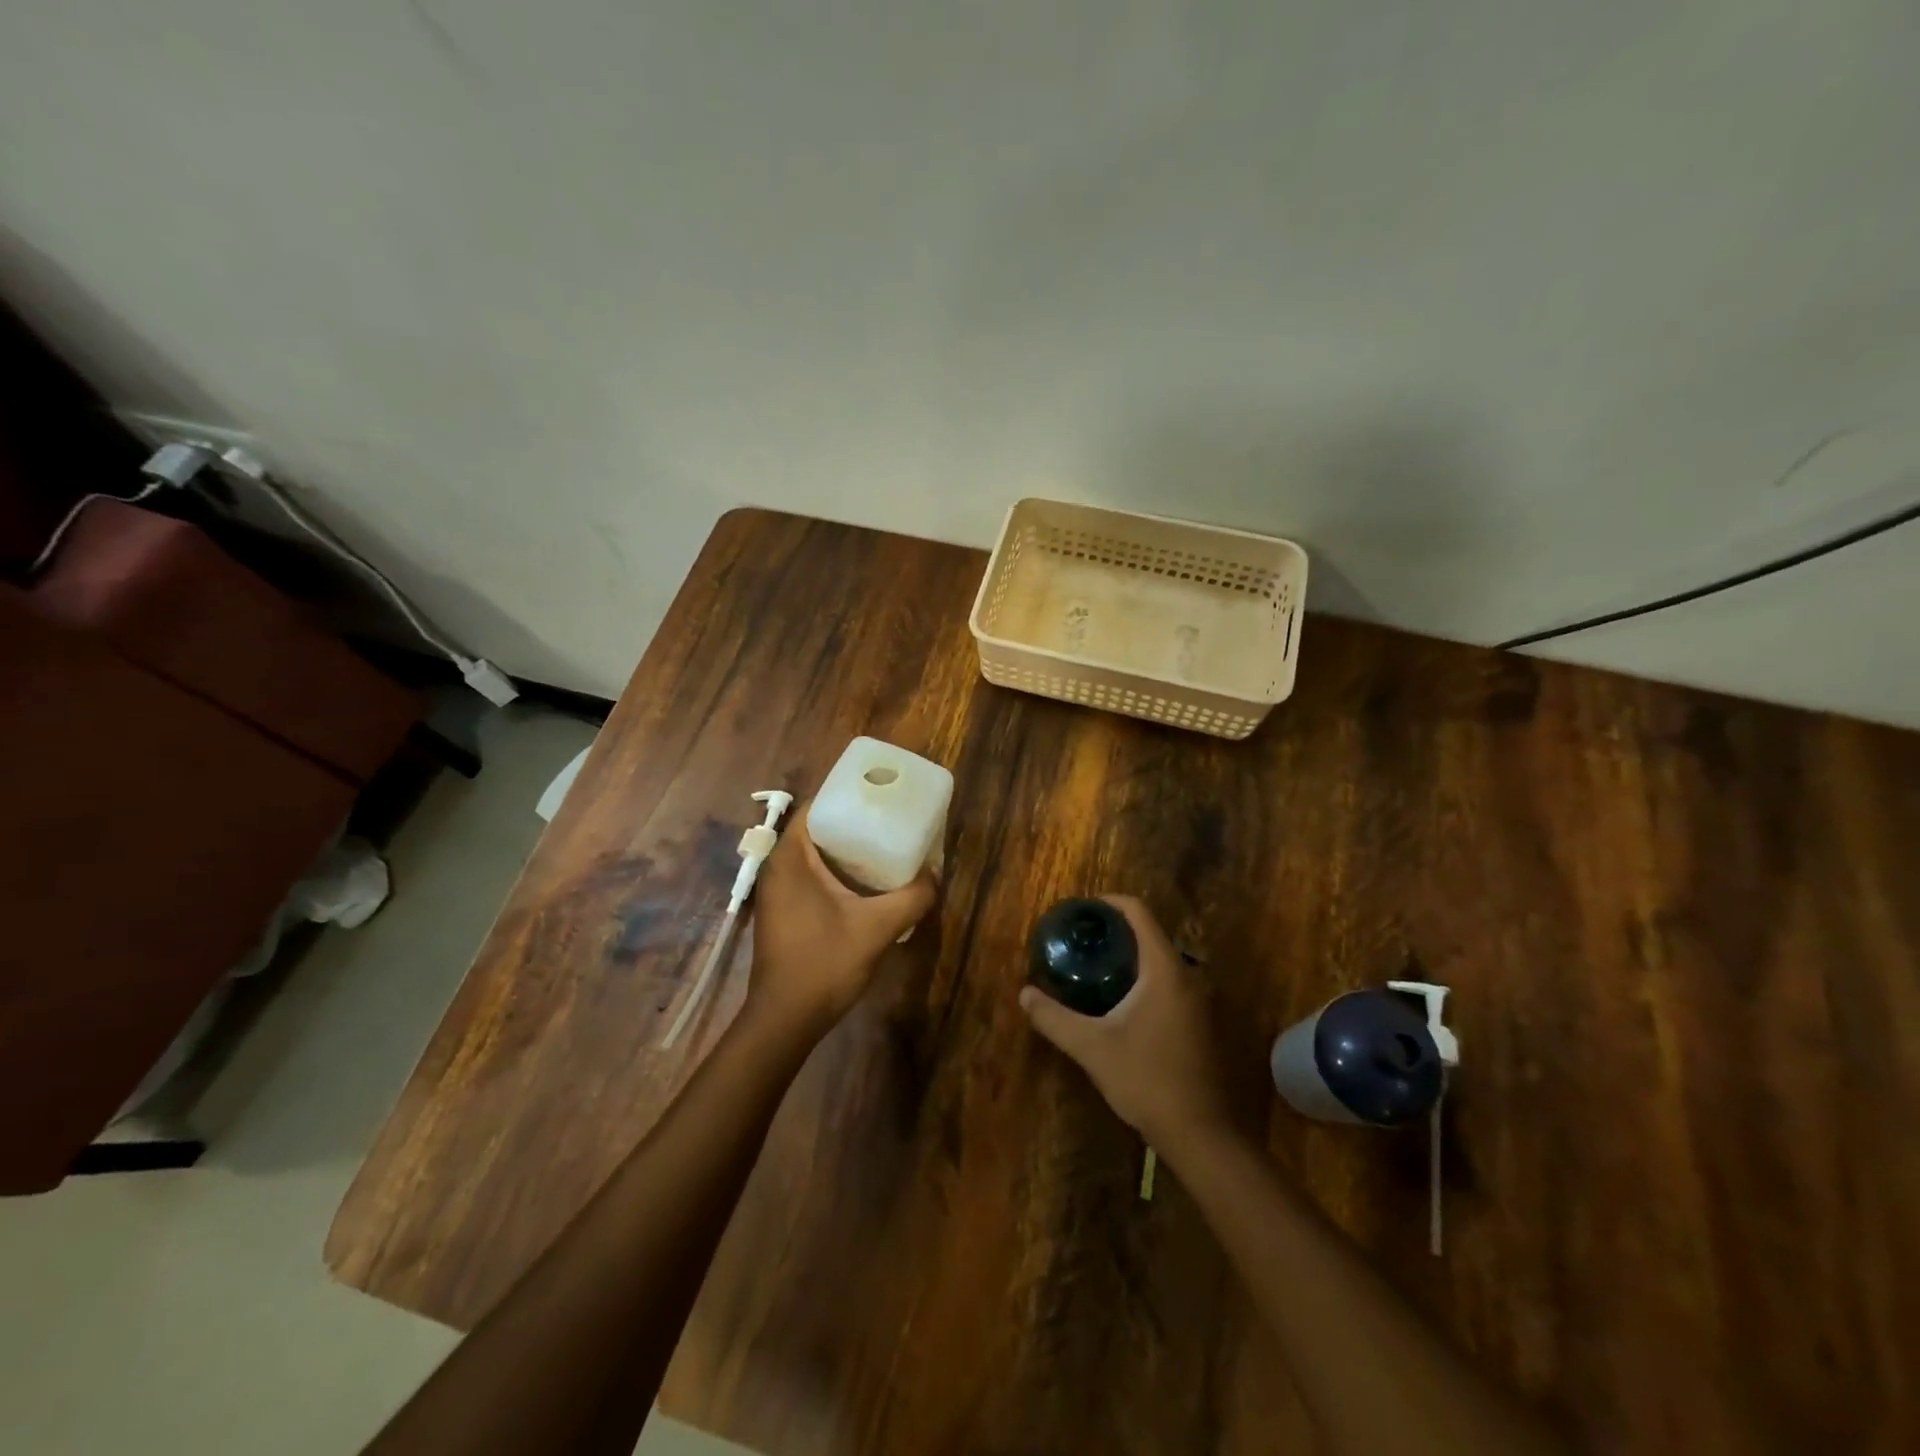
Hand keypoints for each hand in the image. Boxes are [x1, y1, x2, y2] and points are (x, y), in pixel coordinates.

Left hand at [746, 814, 935, 1037]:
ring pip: (815, 856)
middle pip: (818, 829)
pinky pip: (812, 877)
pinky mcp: (784, 912)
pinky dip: (837, 872)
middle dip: (854, 823)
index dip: (849, 796)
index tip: (881, 796)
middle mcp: (778, 867)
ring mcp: (778, 892)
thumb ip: (912, 897)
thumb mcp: (877, 928)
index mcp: (790, 858)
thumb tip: (936, 874)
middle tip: (891, 821)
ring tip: (886, 847)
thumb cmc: (824, 964)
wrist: (785, 1021)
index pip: (816, 806)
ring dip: (847, 850)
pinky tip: (867, 885)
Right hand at [1018, 895, 1230, 1147]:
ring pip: (1161, 961)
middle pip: (1150, 935)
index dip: (1110, 903)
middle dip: (1116, 931)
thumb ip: (1054, 1018)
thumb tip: (1024, 994)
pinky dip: (1144, 978)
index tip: (1083, 909)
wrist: (1200, 1133)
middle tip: (1081, 939)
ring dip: (1130, 957)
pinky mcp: (1201, 1022)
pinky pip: (1170, 982)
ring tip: (1094, 966)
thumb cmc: (1145, 1080)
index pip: (1139, 914)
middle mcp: (1188, 976)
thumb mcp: (1091, 1047)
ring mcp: (1199, 1000)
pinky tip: (1120, 1001)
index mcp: (1164, 970)